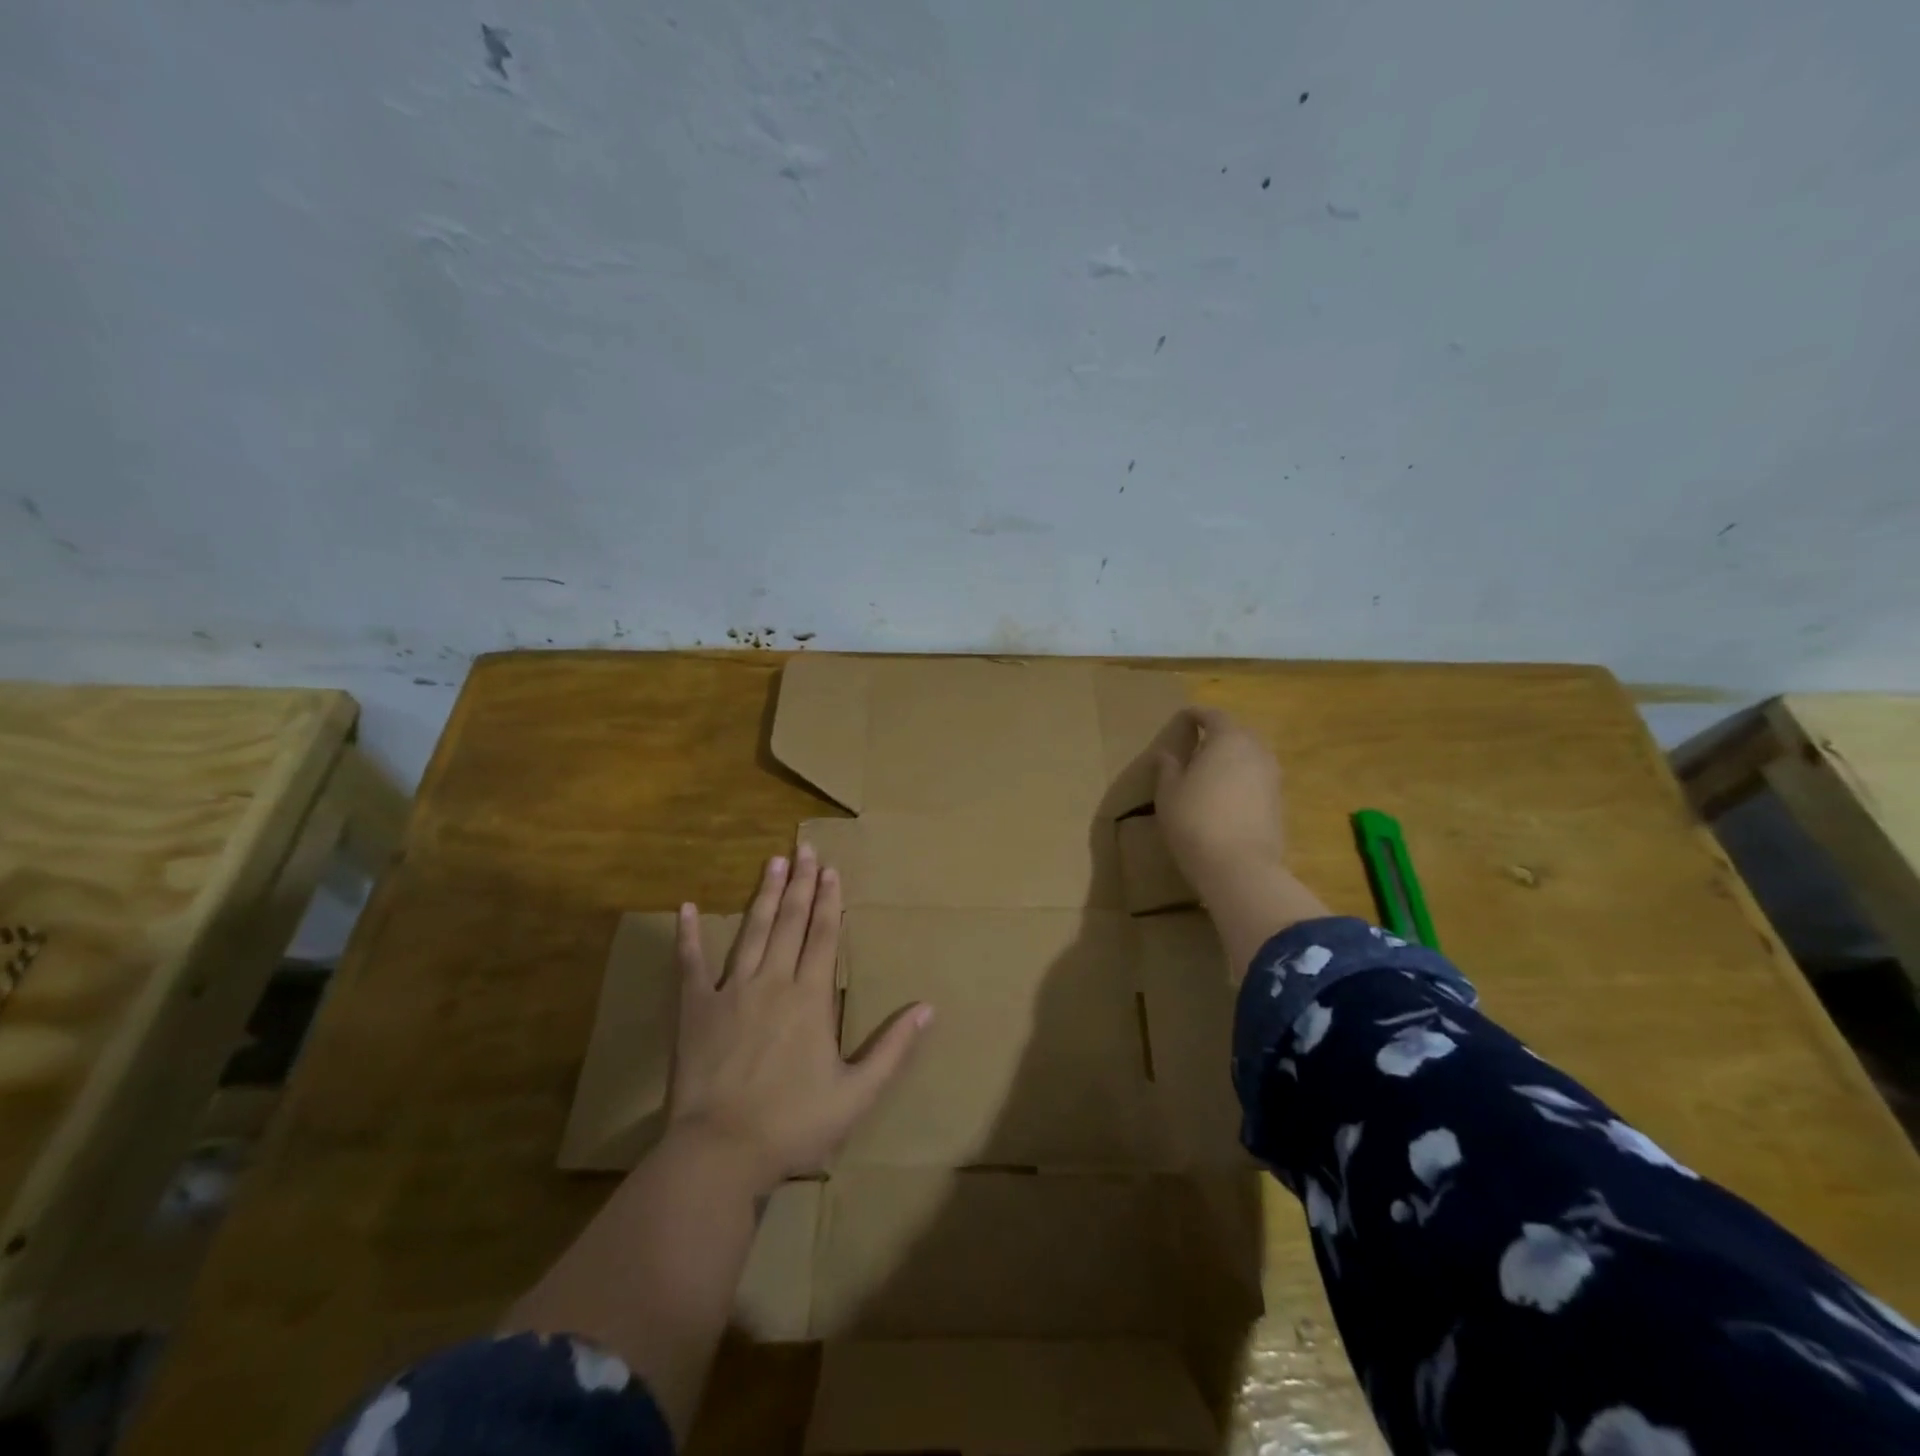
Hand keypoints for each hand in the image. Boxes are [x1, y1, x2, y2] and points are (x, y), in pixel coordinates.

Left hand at [666, 844, 931, 1190]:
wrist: (720, 1152)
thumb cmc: (794, 1124)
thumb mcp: (857, 1093)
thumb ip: (893, 1048)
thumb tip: (928, 1008)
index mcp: (810, 997)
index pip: (823, 935)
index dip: (829, 901)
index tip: (831, 870)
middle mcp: (772, 981)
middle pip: (790, 921)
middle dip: (800, 883)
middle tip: (805, 848)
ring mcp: (730, 990)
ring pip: (752, 930)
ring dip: (764, 894)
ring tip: (772, 862)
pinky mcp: (694, 1008)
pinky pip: (690, 963)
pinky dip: (688, 935)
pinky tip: (685, 908)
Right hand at [1151, 708, 1287, 896]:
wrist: (1239, 867)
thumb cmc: (1195, 821)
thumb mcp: (1169, 793)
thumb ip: (1168, 768)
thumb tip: (1167, 754)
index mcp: (1228, 739)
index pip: (1213, 715)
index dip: (1196, 715)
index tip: (1183, 718)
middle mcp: (1257, 751)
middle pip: (1238, 733)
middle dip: (1218, 735)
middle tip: (1197, 745)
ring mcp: (1273, 777)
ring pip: (1251, 756)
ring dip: (1233, 758)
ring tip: (1211, 771)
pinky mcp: (1279, 802)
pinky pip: (1258, 779)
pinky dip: (1242, 779)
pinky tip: (1227, 795)